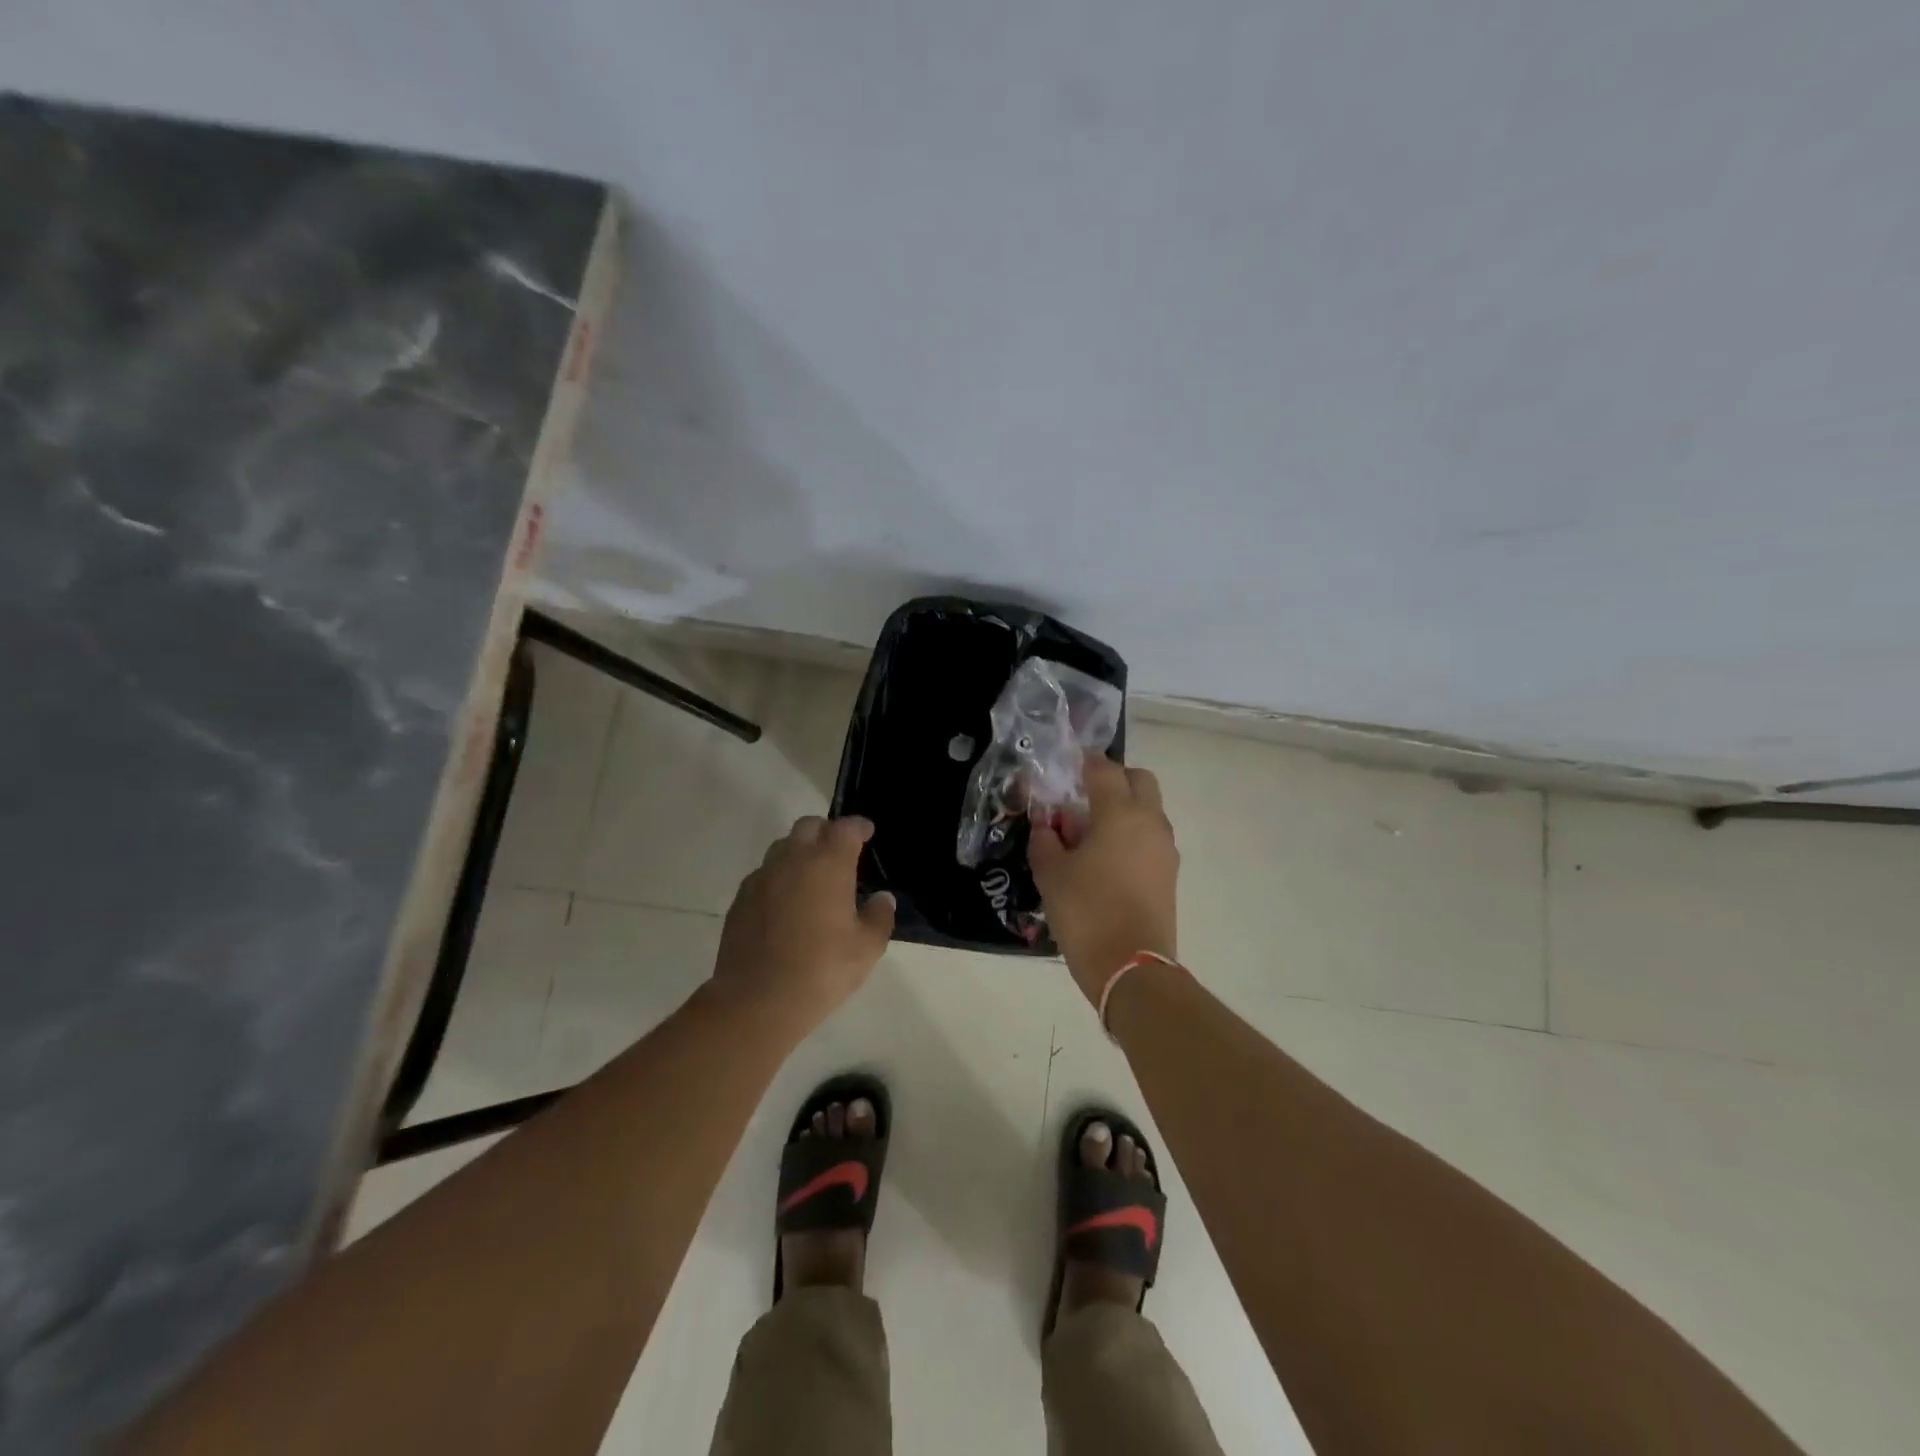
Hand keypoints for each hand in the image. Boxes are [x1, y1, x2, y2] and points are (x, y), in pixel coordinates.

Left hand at [710, 815, 895, 1036]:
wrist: (756, 1000)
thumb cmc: (821, 970)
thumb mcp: (867, 948)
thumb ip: (879, 917)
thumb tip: (882, 899)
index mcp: (828, 864)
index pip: (846, 828)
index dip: (859, 826)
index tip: (867, 832)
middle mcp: (793, 860)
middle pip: (809, 826)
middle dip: (826, 831)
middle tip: (839, 851)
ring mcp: (762, 878)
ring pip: (782, 847)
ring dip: (799, 851)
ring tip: (811, 876)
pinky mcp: (740, 899)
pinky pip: (763, 874)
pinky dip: (778, 877)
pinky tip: (785, 902)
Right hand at [1029, 755, 1178, 1004]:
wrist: (1131, 967)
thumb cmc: (1086, 912)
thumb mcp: (1051, 874)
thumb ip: (1046, 841)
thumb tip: (1048, 827)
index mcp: (1120, 813)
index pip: (1104, 770)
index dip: (1084, 762)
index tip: (1067, 765)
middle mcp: (1150, 822)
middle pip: (1139, 780)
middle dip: (1114, 779)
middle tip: (1084, 797)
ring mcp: (1165, 849)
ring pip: (1148, 810)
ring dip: (1124, 808)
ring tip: (1089, 833)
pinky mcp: (1169, 874)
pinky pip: (1150, 837)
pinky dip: (1131, 835)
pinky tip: (1105, 858)